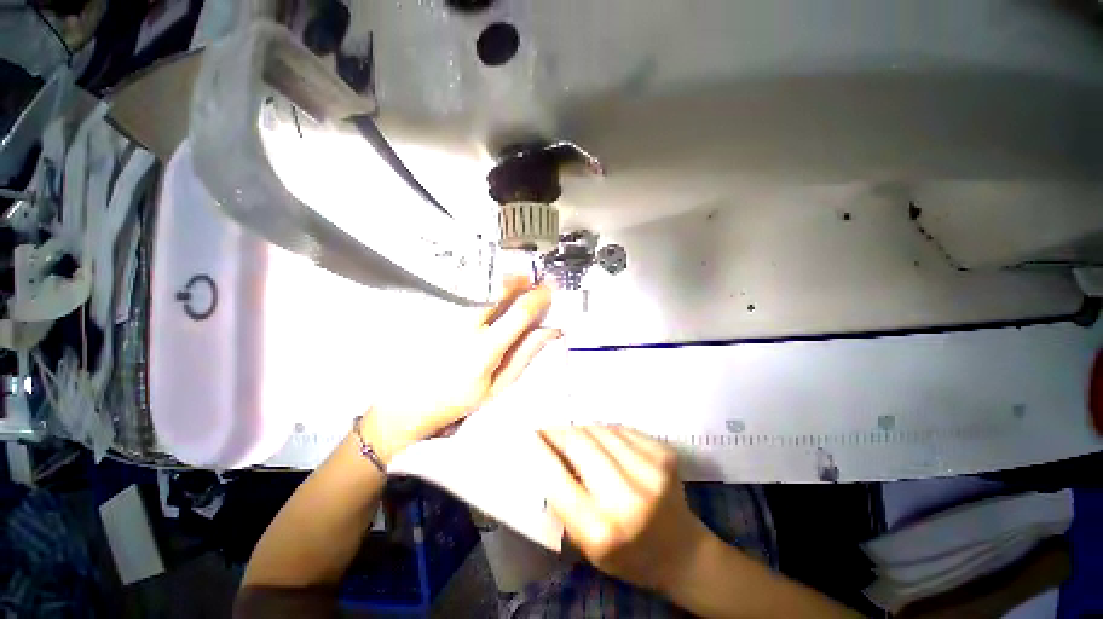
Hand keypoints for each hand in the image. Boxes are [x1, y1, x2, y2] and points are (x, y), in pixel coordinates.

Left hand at [365, 277, 557, 460]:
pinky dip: (482, 289)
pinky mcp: (436, 314)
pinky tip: (489, 293)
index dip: (538, 299)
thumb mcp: (499, 385)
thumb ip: (525, 354)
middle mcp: (464, 328)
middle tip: (531, 278)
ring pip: (480, 289)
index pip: (518, 315)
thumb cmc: (458, 400)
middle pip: (496, 292)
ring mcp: (447, 318)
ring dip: (501, 282)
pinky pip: (464, 293)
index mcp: (484, 351)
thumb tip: (549, 331)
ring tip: (515, 281)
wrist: (410, 403)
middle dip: (518, 280)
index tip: (548, 290)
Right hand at [539, 425, 716, 593]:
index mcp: (601, 530)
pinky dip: (606, 432)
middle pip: (580, 442)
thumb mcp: (586, 544)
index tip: (530, 435)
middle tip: (549, 429)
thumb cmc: (627, 555)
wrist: (681, 552)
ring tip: (578, 438)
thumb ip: (563, 501)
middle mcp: (628, 498)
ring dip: (583, 429)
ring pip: (600, 429)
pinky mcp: (664, 454)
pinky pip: (621, 429)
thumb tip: (545, 454)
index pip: (557, 477)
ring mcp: (651, 471)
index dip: (540, 449)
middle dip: (559, 431)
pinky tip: (605, 443)